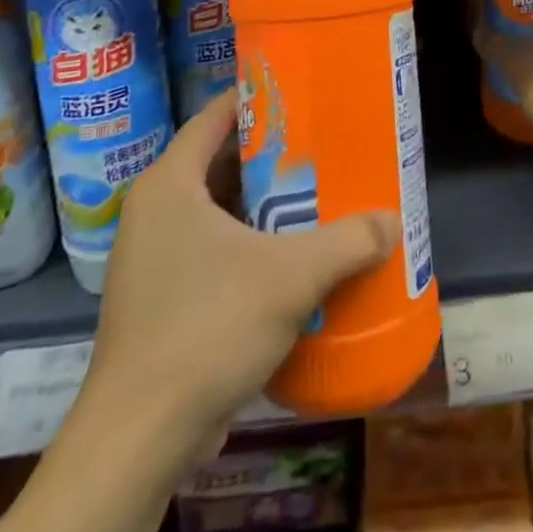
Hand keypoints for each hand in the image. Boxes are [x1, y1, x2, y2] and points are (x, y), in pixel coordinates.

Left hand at [80, 92, 397, 452]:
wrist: (139, 440)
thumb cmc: (208, 328)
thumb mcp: (291, 276)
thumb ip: (347, 241)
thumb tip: (393, 221)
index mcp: (170, 184)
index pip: (215, 116)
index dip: (258, 98)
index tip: (302, 91)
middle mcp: (154, 211)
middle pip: (219, 161)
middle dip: (270, 154)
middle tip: (321, 143)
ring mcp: (152, 258)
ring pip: (216, 210)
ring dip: (262, 203)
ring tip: (315, 193)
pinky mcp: (159, 300)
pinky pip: (210, 250)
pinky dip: (248, 243)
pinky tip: (290, 256)